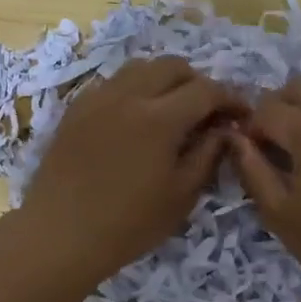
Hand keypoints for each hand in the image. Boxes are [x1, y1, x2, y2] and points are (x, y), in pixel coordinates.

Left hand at [19, 57, 243, 288]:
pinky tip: (136, 117)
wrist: (59, 235)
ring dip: (165, 80)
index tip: (242, 114)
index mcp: (160, 118)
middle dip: (198, 82)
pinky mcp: (77, 108)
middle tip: (207, 111)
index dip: (230, 98)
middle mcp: (129, 95)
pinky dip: (135, 89)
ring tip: (172, 108)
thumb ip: (208, 154)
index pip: (206, 90)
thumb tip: (225, 129)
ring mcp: (98, 98)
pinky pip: (114, 83)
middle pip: (173, 66)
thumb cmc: (128, 224)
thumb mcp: (181, 195)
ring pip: (140, 67)